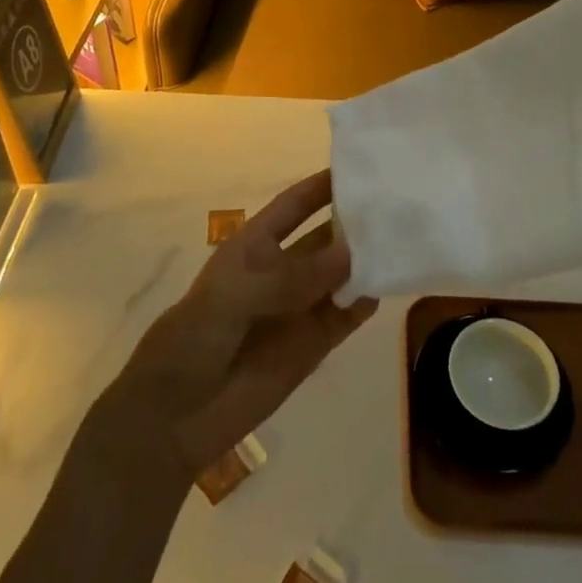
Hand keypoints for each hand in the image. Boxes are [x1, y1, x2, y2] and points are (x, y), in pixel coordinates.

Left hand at [105, 170, 377, 479]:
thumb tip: (349, 255)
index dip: (322, 186)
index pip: (294, 205)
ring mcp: (299, 308)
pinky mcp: (312, 345)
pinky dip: (367, 300)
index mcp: (255, 246)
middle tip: (400, 202)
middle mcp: (282, 270)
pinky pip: (346, 315)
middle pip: (325, 237)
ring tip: (406, 239)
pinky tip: (391, 284)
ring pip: (341, 274)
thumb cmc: (194, 338)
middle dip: (355, 221)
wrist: (175, 416)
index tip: (360, 166)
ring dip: (367, 259)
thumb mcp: (233, 295)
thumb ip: (289, 277)